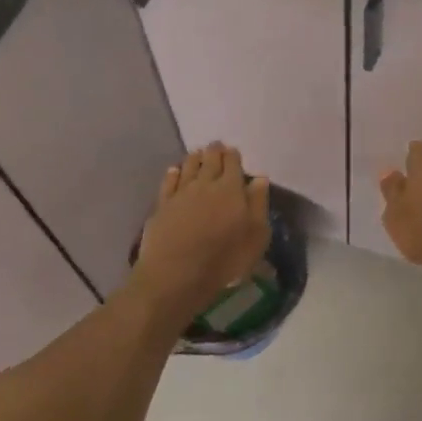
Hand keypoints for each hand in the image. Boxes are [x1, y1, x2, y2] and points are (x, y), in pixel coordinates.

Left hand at [134, 143, 270, 317]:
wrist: (176, 275)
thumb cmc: (224, 259)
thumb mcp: (256, 236)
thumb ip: (258, 204)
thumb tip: (259, 179)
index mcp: (231, 189)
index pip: (233, 164)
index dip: (233, 156)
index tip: (233, 151)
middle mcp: (205, 184)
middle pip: (210, 161)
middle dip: (214, 151)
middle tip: (216, 146)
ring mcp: (181, 193)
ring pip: (188, 167)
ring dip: (195, 158)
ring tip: (198, 153)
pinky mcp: (162, 205)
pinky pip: (169, 182)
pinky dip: (174, 173)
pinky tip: (174, 170)